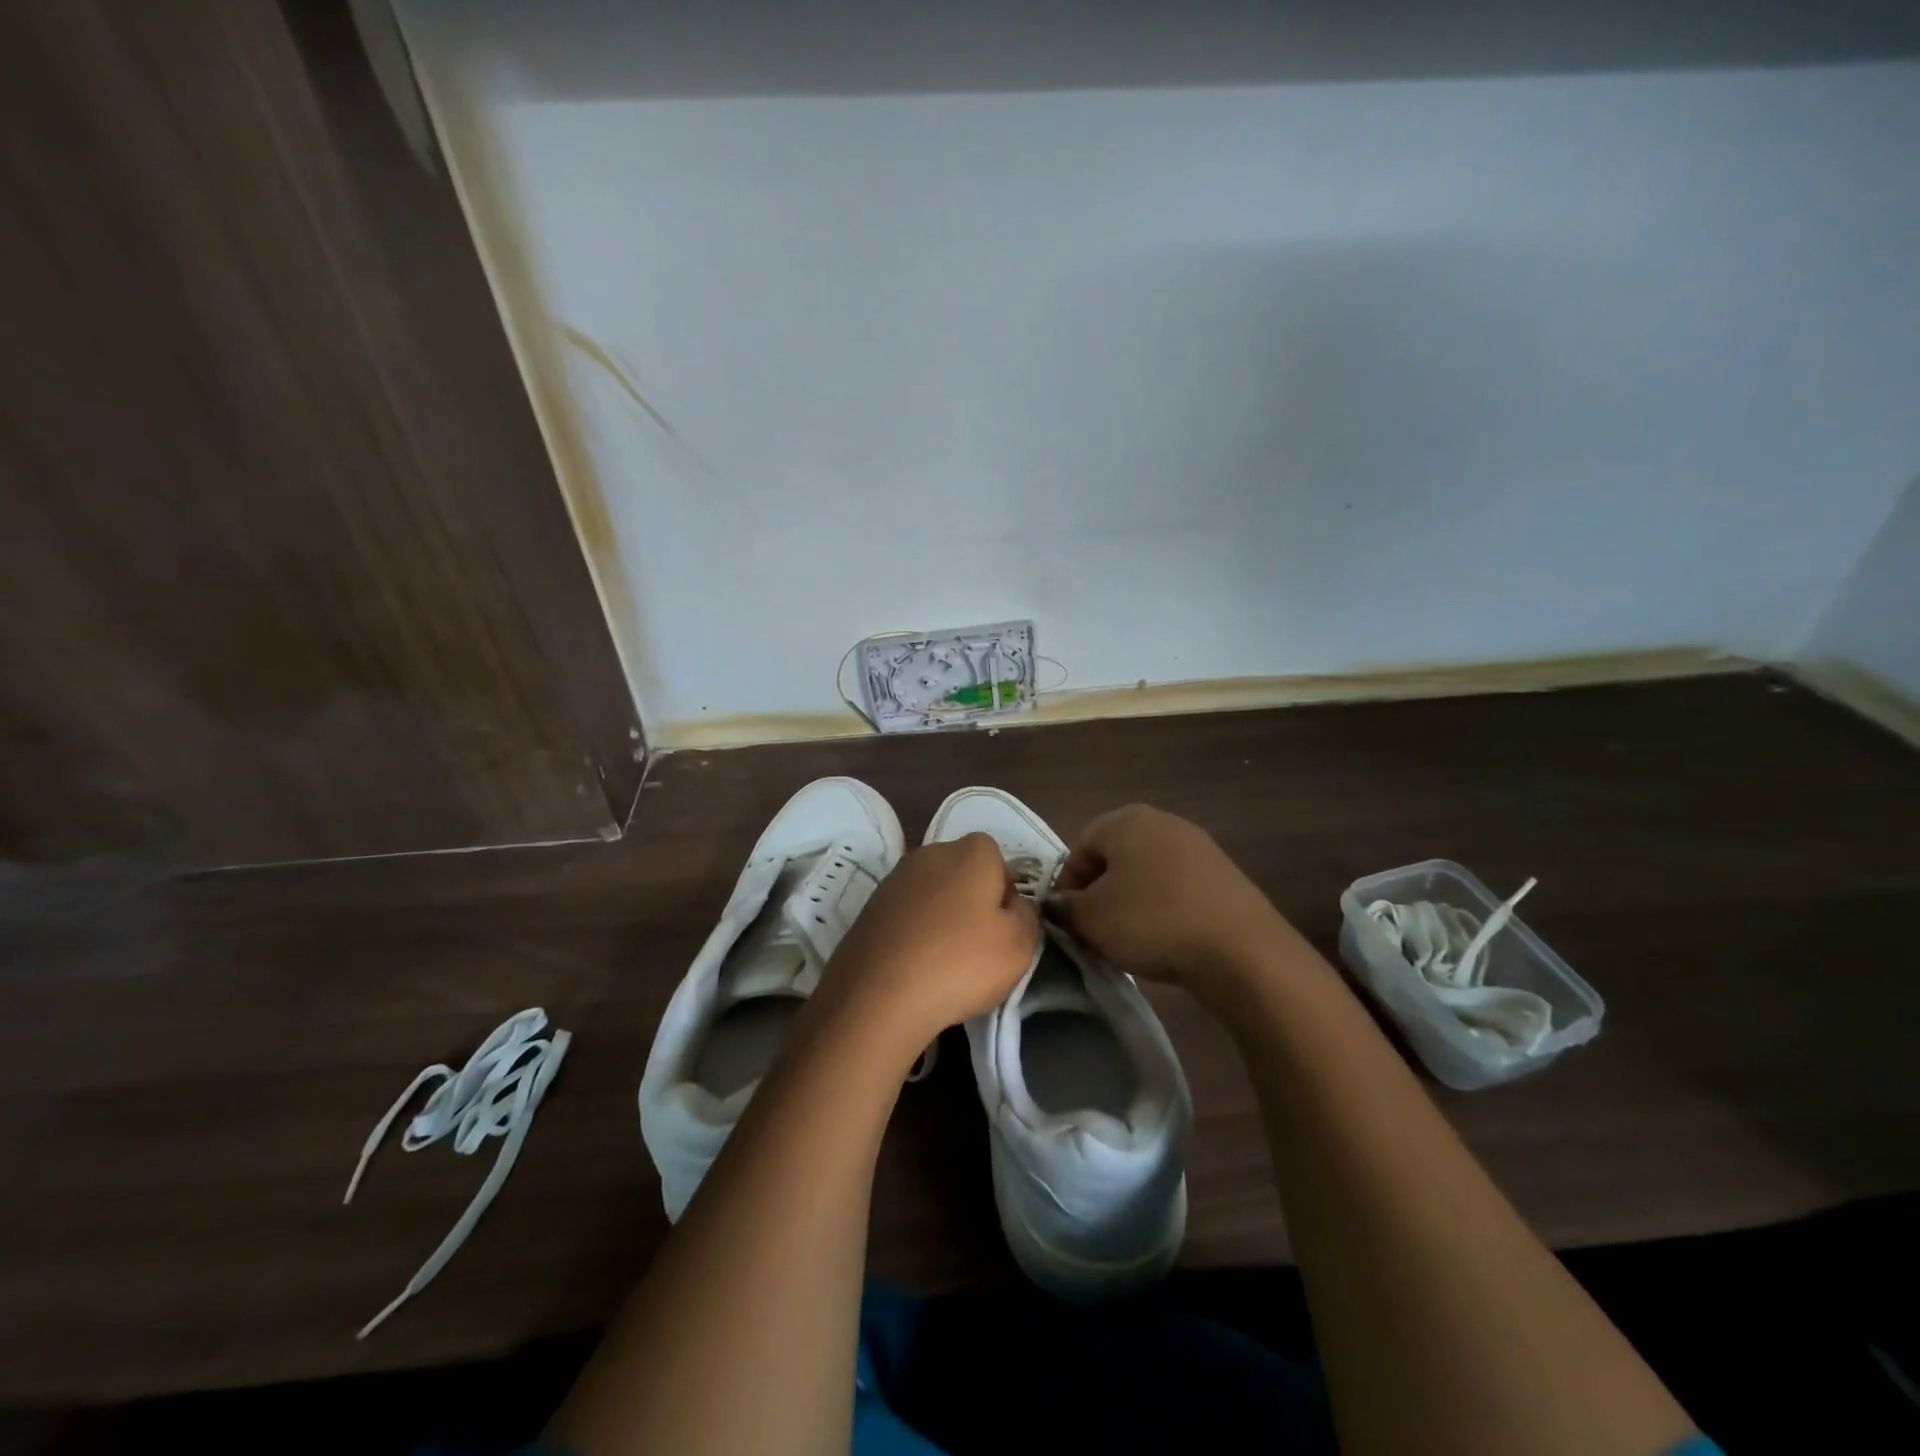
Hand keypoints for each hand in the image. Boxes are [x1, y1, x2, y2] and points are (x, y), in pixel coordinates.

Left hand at [815, 832, 1038, 1054]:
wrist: (878, 994)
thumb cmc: (961, 962)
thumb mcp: (1020, 944)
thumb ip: (1026, 915)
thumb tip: (1012, 905)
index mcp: (970, 851)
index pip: (998, 859)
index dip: (1005, 893)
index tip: (1003, 928)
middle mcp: (930, 852)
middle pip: (963, 873)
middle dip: (972, 902)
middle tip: (977, 947)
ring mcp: (894, 879)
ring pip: (932, 895)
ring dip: (941, 919)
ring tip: (943, 963)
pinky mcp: (869, 907)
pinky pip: (906, 916)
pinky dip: (914, 935)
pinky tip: (914, 968)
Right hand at [1050, 803, 1296, 1002]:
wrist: (1240, 950)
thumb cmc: (1151, 921)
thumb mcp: (1090, 918)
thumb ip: (1065, 908)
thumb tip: (1061, 905)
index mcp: (1126, 819)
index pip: (1080, 848)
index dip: (1067, 886)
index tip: (1068, 922)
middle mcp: (1163, 822)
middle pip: (1115, 859)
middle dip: (1100, 896)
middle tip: (1095, 933)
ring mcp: (1199, 847)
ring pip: (1147, 876)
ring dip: (1131, 905)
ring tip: (1130, 942)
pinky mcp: (1224, 876)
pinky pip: (1178, 890)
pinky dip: (1164, 911)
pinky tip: (1165, 941)